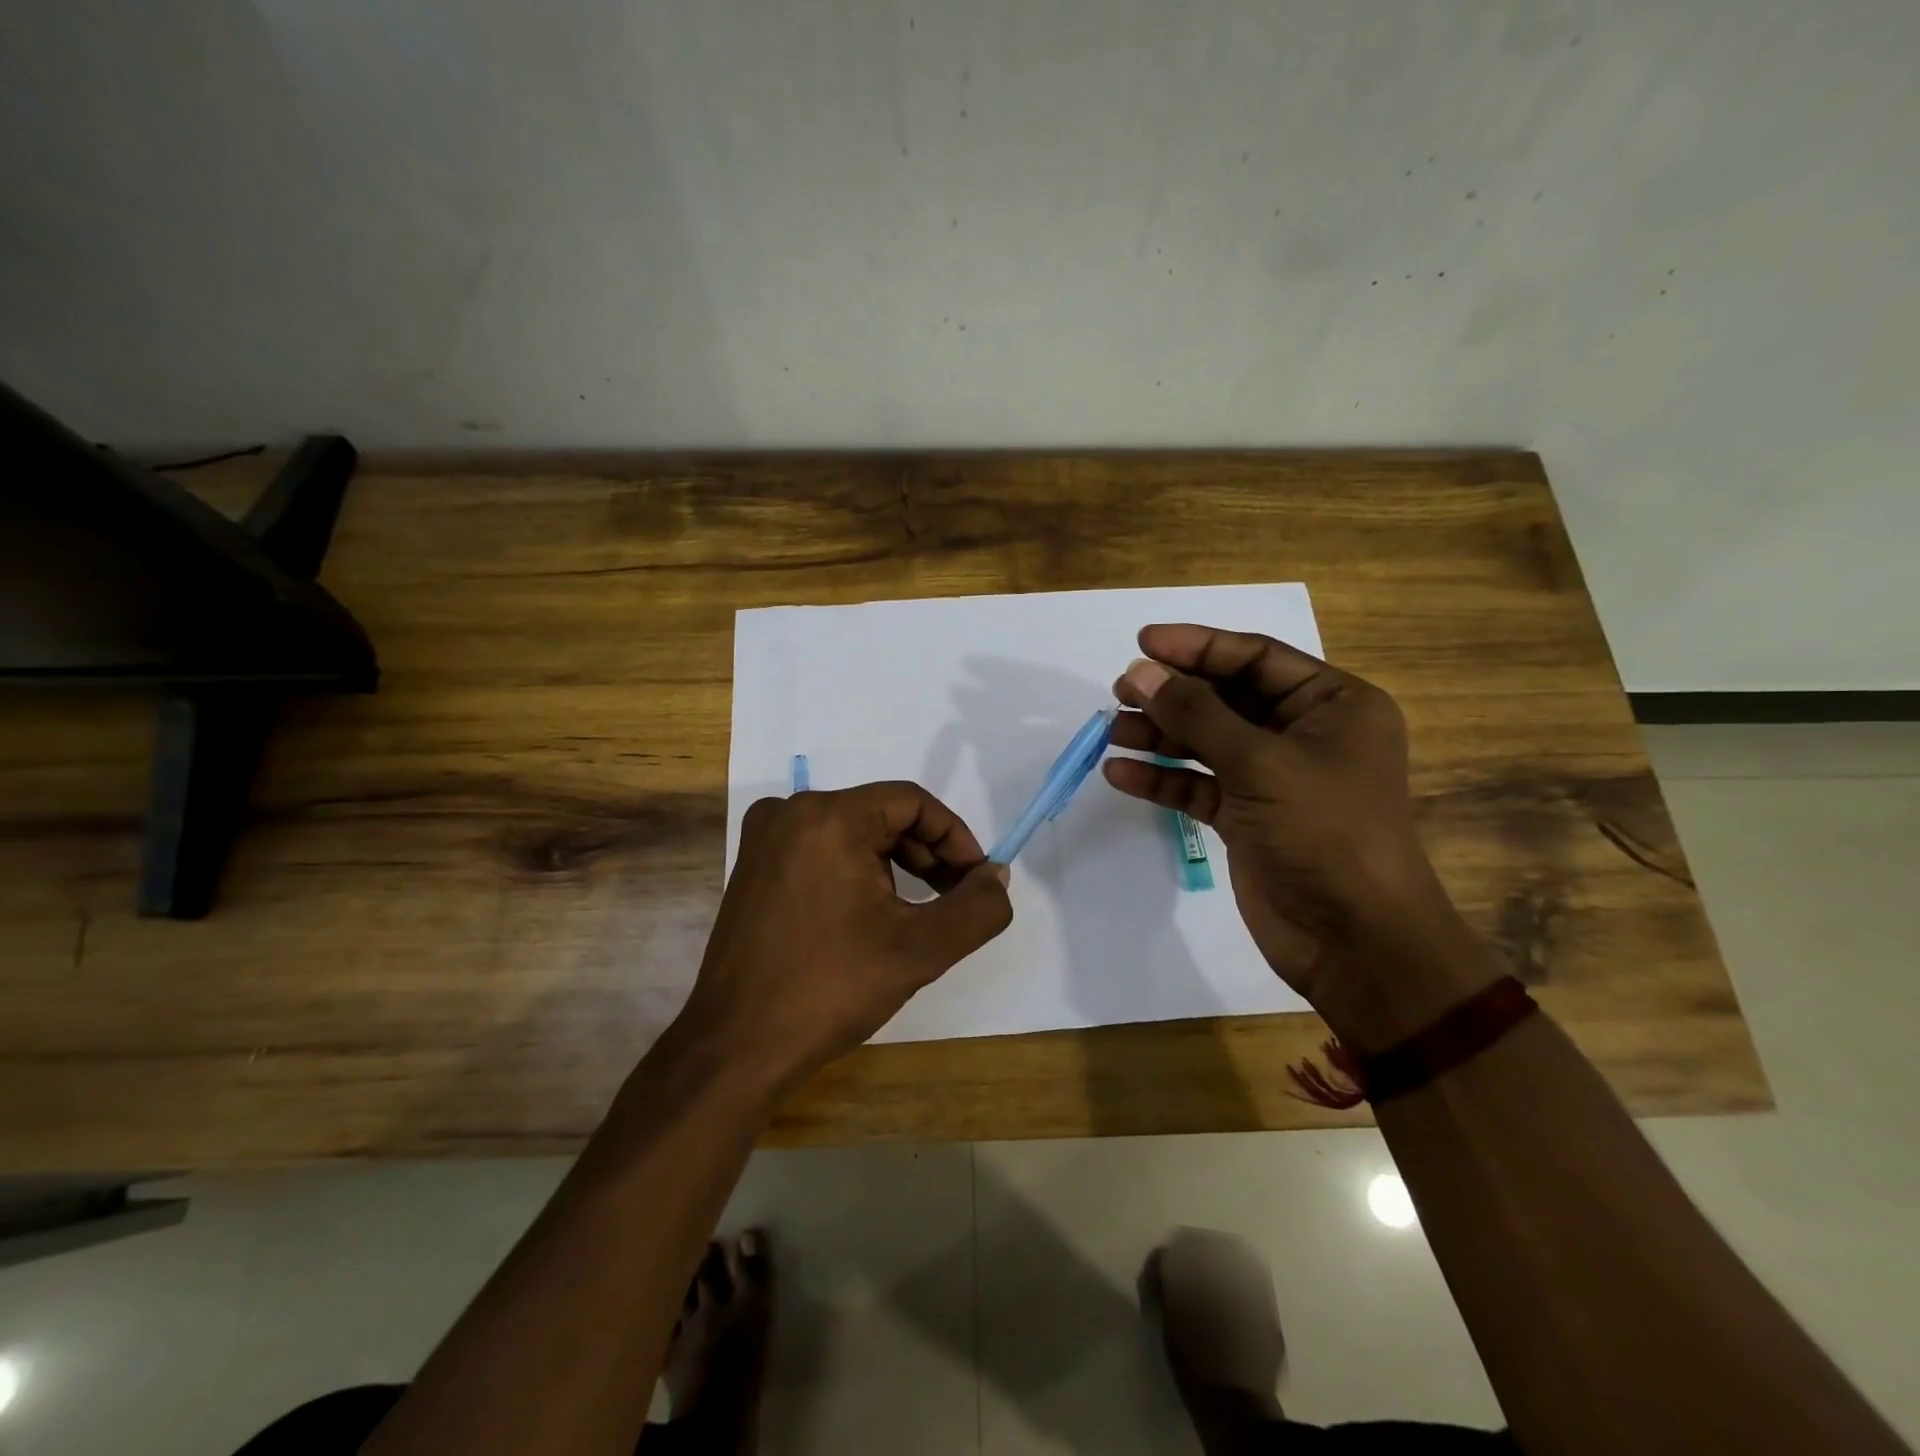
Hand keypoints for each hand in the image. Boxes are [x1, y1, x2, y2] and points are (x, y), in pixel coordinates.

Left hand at [674, 782, 1012, 1092]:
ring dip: (896, 866)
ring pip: (853, 835)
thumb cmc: (829, 988)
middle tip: (954, 899)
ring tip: (918, 913)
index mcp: (827, 816)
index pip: (911, 801)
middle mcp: (789, 813)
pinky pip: (823, 852)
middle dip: (927, 854)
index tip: (976, 880)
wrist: (736, 1049)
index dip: (954, 836)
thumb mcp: (920, 949)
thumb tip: (997, 878)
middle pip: (882, 815)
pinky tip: (873, 917)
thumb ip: (976, 909)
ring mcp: (765, 840)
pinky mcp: (754, 869)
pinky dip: (859, 874)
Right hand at [1103, 624, 1497, 1049]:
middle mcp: (1304, 735)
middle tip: (1119, 691)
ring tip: (1111, 732)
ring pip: (1207, 743)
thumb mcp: (1259, 762)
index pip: (1256, 658)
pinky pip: (1198, 786)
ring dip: (1159, 736)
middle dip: (1172, 694)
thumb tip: (1138, 672)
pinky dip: (1163, 780)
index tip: (1142, 643)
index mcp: (1332, 705)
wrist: (1355, 940)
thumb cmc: (1324, 832)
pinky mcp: (1248, 818)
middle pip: (1226, 698)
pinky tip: (1121, 774)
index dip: (1197, 647)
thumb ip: (1195, 714)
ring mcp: (1274, 779)